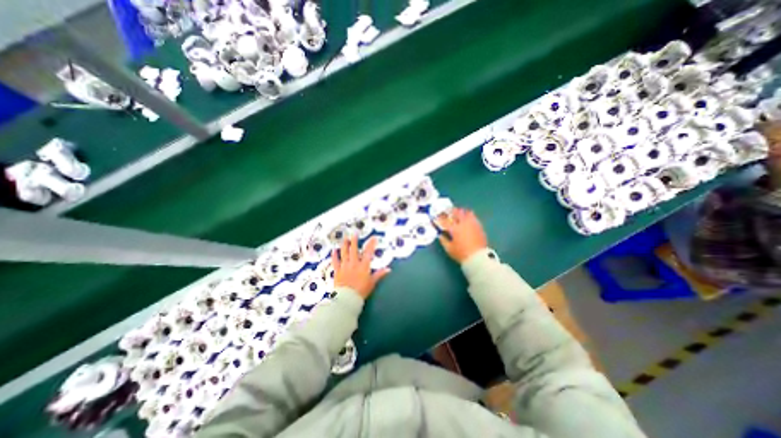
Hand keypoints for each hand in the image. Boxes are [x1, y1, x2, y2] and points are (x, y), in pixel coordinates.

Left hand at [333, 234, 389, 298]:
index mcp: (363, 266)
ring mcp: (345, 267)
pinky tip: (333, 250)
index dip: (371, 244)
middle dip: (354, 241)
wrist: (348, 298)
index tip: (373, 238)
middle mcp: (354, 264)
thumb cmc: (361, 291)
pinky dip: (334, 256)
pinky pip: (335, 262)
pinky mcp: (337, 271)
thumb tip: (389, 269)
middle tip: (354, 234)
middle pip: (354, 250)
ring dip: (344, 245)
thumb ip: (379, 275)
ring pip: (344, 254)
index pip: (368, 253)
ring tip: (344, 238)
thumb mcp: (372, 283)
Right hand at [437, 207, 485, 262]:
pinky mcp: (479, 227)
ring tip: (458, 214)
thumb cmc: (461, 254)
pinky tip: (467, 220)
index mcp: (455, 229)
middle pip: (457, 212)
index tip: (436, 218)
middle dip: (451, 211)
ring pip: (467, 212)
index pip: (445, 221)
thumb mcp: (449, 249)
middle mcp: (463, 223)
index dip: (439, 219)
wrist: (478, 258)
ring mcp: (472, 224)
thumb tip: (440, 235)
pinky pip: (473, 217)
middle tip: (447, 211)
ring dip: (461, 212)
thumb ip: (443, 240)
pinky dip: (468, 216)